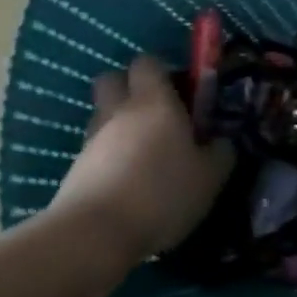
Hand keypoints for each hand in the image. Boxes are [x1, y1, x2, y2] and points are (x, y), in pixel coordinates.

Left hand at [50, 55, 232, 256]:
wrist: (95, 234)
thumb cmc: (163, 193)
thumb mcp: (210, 176)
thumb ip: (220, 152)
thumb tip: (221, 142)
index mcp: (154, 102)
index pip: (148, 62)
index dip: (163, 71)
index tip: (181, 92)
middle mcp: (118, 111)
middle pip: (112, 80)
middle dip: (131, 88)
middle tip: (157, 114)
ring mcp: (91, 140)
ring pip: (103, 116)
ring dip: (120, 126)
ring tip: (146, 156)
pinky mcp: (75, 169)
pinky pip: (95, 150)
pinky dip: (110, 158)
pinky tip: (129, 183)